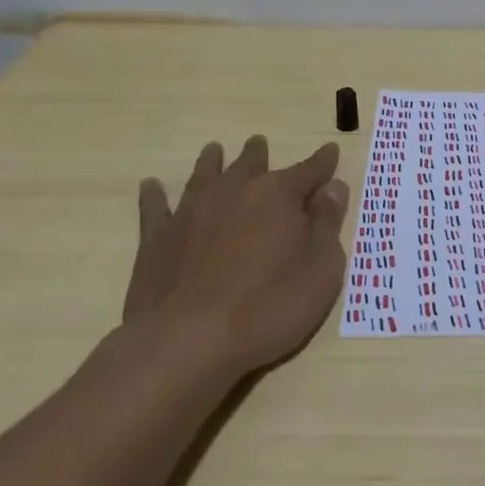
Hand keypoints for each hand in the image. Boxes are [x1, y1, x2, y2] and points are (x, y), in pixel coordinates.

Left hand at [125, 136, 348, 376]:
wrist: (188, 341)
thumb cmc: (269, 307)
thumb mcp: (321, 269)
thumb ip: (328, 224)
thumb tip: (333, 188)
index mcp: (278, 195)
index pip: (309, 170)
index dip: (323, 162)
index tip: (330, 151)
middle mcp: (235, 192)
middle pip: (251, 164)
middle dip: (259, 154)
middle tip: (259, 144)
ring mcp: (192, 212)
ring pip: (205, 175)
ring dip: (212, 161)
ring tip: (214, 150)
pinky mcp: (158, 239)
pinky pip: (155, 208)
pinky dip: (154, 195)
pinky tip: (151, 185)